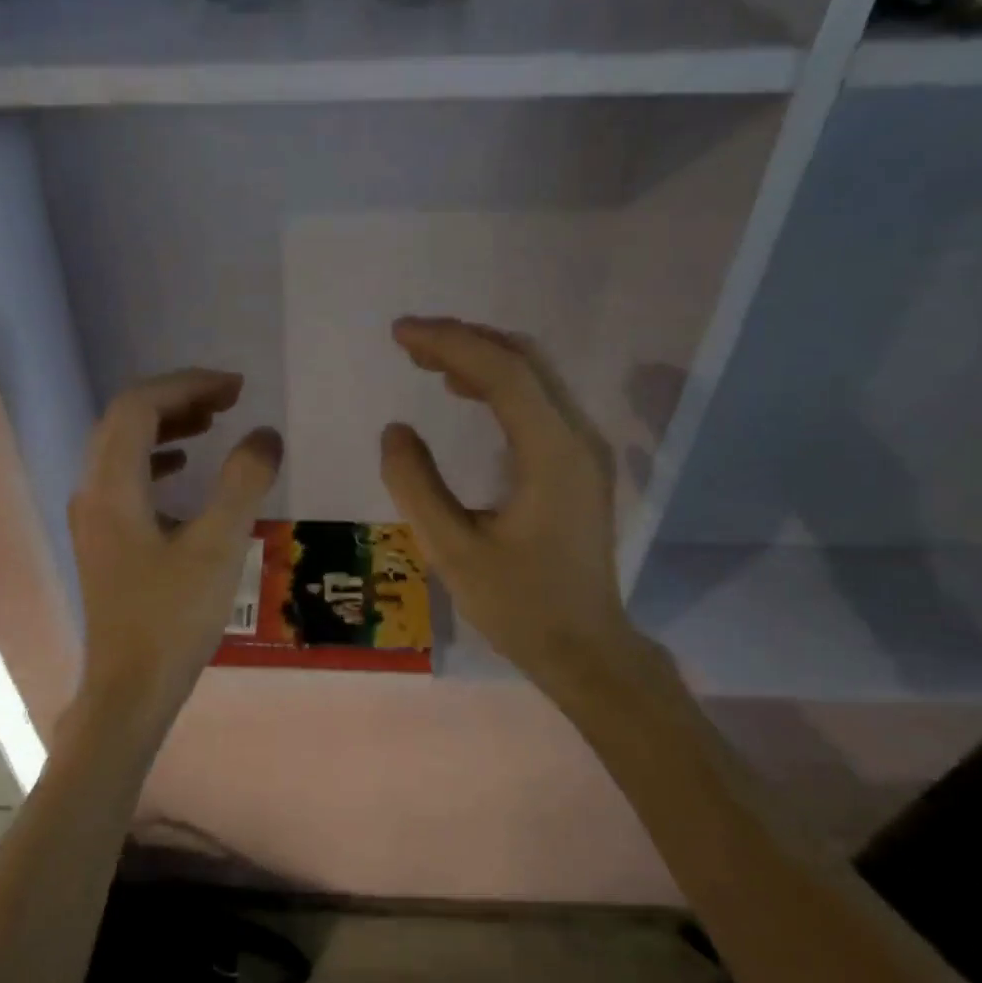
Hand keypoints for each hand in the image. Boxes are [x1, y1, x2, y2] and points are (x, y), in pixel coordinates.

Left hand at [70, 370, 281, 720]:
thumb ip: (243, 483)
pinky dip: (157, 459)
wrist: (130, 689)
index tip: (236, 388)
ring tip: (212, 422)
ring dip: (166, 425)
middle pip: (126, 419)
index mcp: (112, 486)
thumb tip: (265, 434)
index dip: (188, 385)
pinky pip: (126, 476)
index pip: (140, 406)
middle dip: (177, 398)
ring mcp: (93, 516)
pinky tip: (185, 470)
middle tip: (228, 398)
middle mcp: (92, 491)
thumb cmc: (173, 620)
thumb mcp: (218, 548)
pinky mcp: (103, 538)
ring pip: (122, 446)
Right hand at [379, 317, 657, 706]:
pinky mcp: (577, 465)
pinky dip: (497, 384)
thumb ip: (417, 486)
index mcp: (552, 454)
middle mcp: (577, 439)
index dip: (450, 343)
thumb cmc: (519, 606)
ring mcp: (583, 451)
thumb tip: (396, 430)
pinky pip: (537, 403)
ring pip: (534, 377)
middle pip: (525, 361)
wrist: (585, 648)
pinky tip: (463, 390)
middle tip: (408, 339)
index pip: (503, 373)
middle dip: (465, 339)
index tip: (400, 334)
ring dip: (480, 357)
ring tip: (425, 358)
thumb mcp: (453, 551)